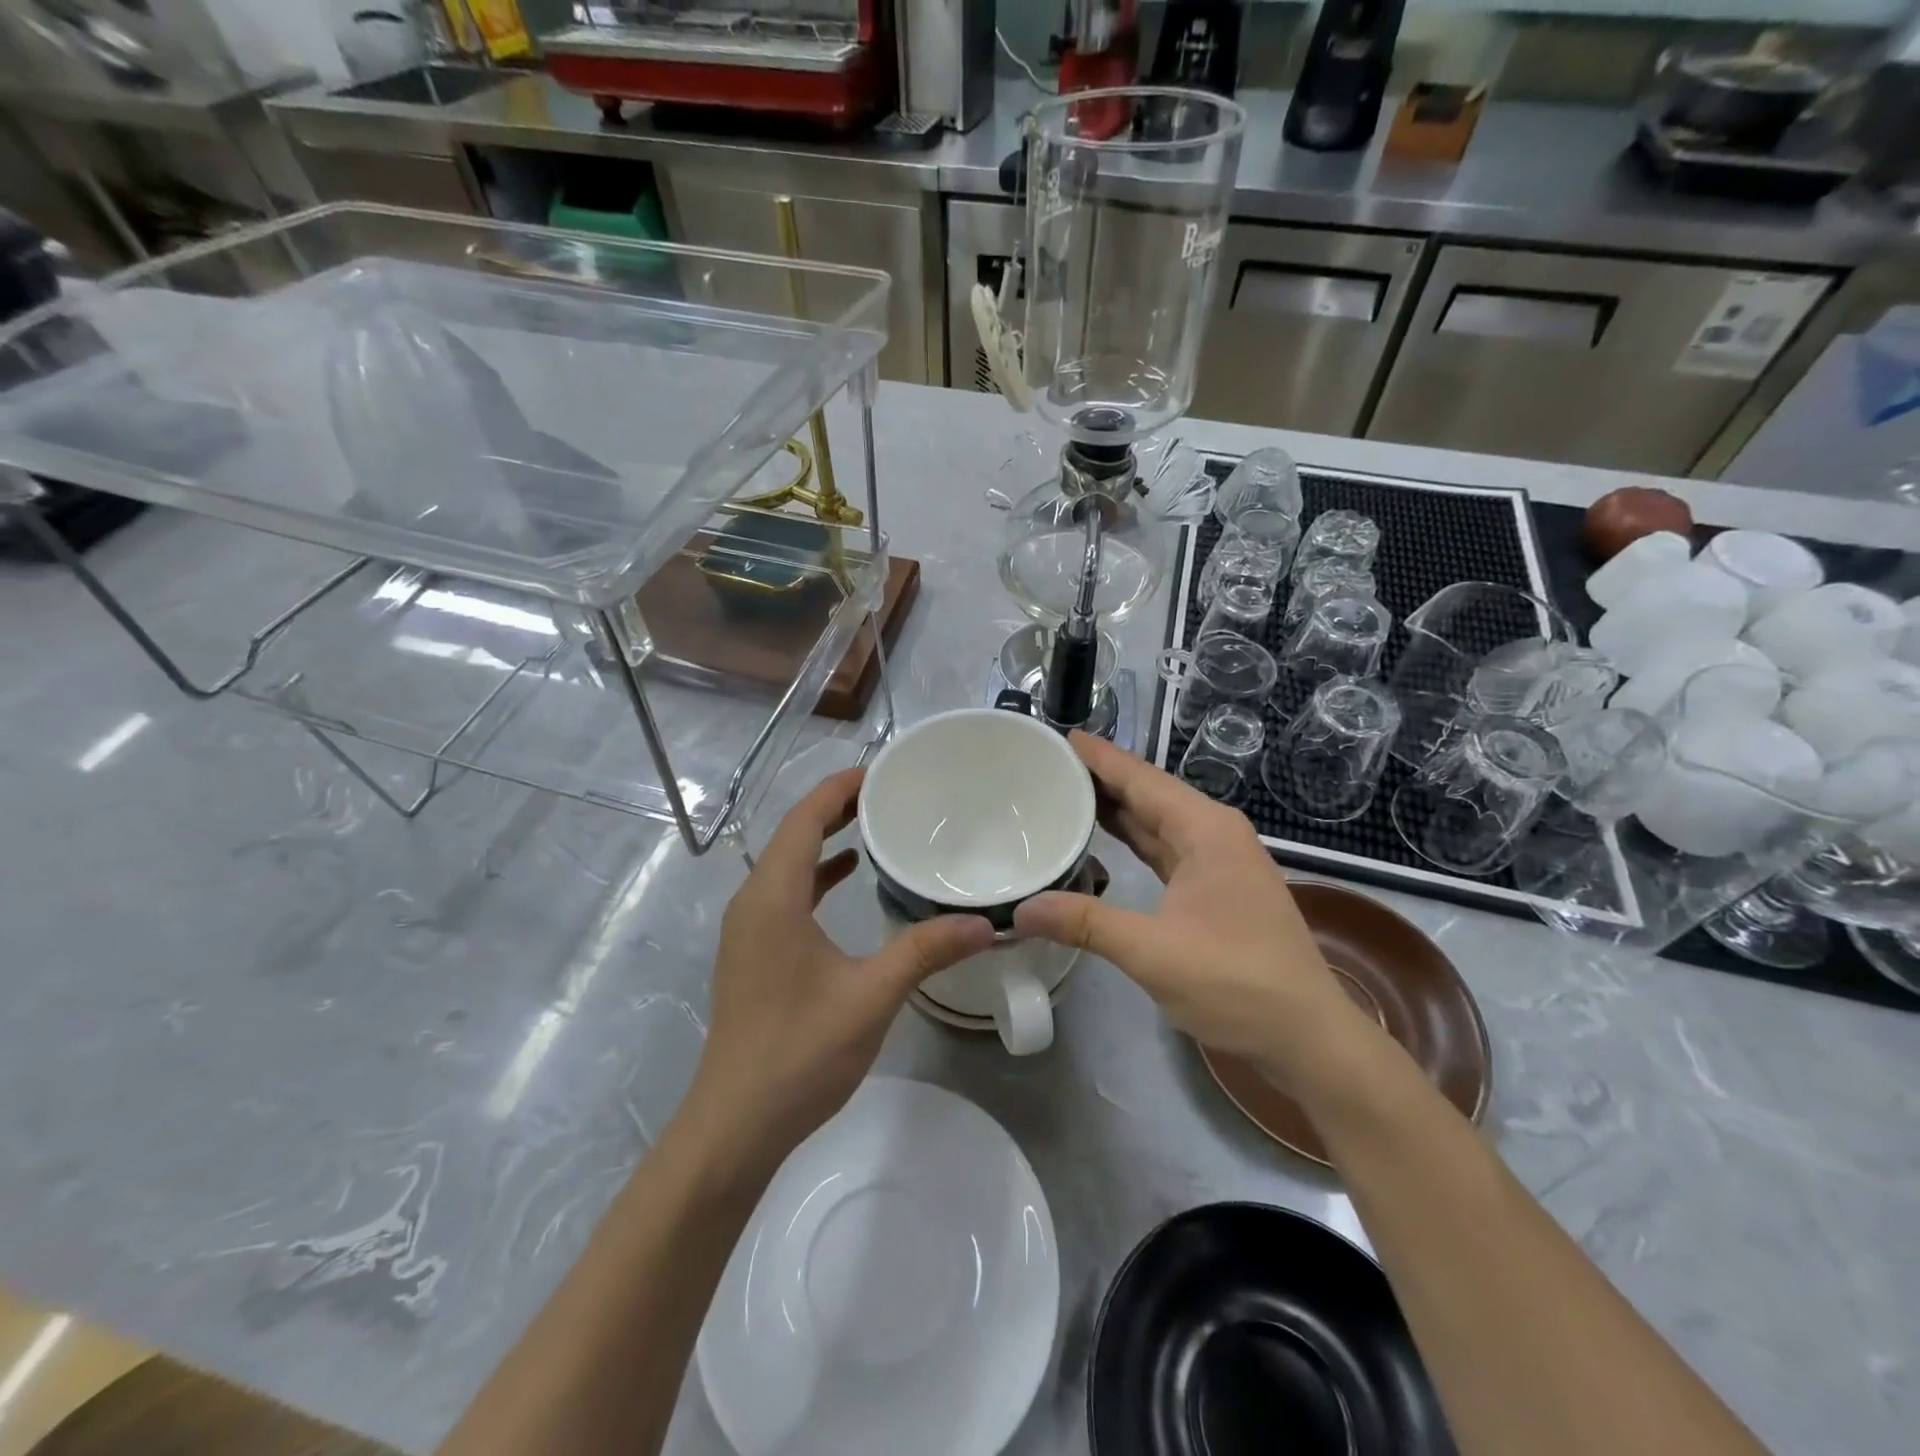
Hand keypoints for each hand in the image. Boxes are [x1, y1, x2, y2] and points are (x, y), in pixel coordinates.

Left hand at [681, 769, 995, 1170]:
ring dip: (823, 838)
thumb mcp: (871, 996)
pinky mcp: (754, 953)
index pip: (804, 820)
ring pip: (787, 863)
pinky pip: (785, 893)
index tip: (881, 772)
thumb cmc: (800, 1052)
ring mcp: (749, 929)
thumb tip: (983, 923)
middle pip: (792, 834)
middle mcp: (753, 902)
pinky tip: (846, 878)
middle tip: (887, 793)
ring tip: (872, 823)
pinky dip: (816, 874)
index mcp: (773, 897)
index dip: (838, 789)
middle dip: (835, 807)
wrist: (736, 1124)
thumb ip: (925, 952)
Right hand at [1013, 733, 1366, 1088]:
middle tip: (1047, 765)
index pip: (1141, 779)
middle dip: (1101, 778)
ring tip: (1065, 793)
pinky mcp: (1216, 887)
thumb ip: (1085, 924)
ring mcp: (1219, 861)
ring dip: (1115, 808)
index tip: (1059, 736)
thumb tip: (1020, 910)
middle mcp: (1214, 833)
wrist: (1307, 1036)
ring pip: (1157, 821)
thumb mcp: (1153, 953)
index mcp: (1205, 830)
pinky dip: (1132, 840)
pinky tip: (1103, 840)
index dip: (1100, 757)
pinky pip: (1165, 848)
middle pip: (1149, 793)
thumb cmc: (1237, 983)